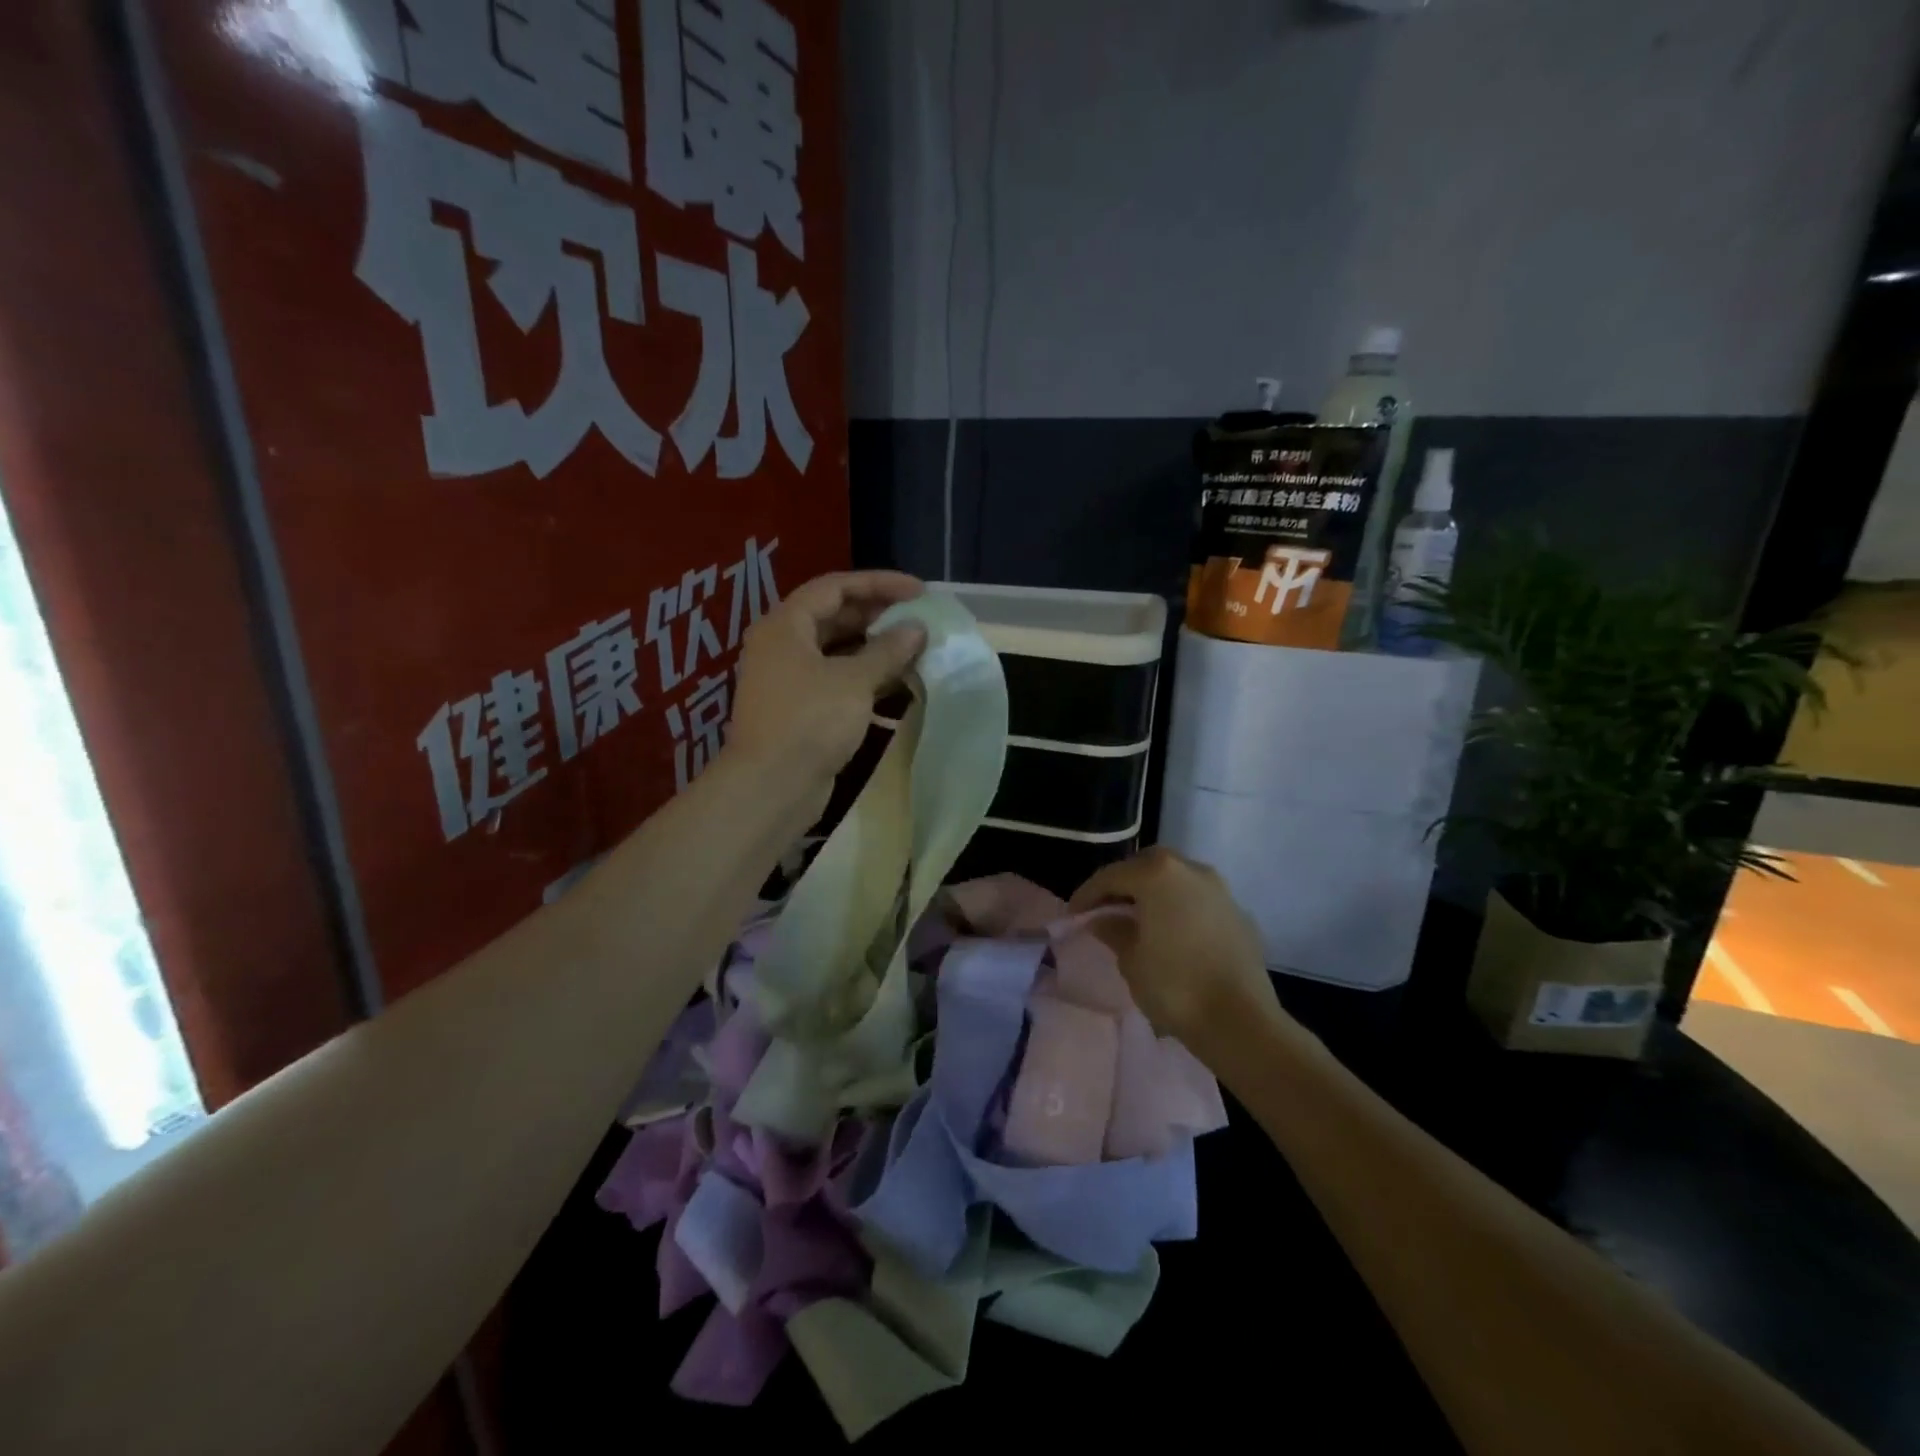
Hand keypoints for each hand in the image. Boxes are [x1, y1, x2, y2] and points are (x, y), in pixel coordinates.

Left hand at [727, 570, 926, 813]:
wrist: (772, 787)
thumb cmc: (810, 721)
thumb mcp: (854, 681)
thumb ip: (888, 650)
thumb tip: (916, 629)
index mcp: (785, 625)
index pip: (835, 587)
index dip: (879, 584)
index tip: (919, 592)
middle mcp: (782, 646)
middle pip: (833, 616)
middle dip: (877, 616)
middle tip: (917, 620)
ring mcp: (788, 679)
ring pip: (836, 651)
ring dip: (873, 649)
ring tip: (913, 651)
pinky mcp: (799, 709)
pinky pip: (835, 680)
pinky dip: (864, 678)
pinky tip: (896, 685)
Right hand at [1069, 846, 1291, 1068]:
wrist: (1241, 1022)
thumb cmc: (1176, 986)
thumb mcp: (1131, 960)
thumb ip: (1114, 931)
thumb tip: (1103, 919)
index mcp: (1158, 875)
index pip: (1112, 876)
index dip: (1087, 894)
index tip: (1073, 915)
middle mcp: (1191, 870)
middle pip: (1147, 866)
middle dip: (1124, 884)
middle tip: (1106, 909)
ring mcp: (1220, 890)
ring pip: (1176, 879)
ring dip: (1155, 893)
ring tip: (1139, 921)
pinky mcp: (1239, 913)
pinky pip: (1198, 900)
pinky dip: (1180, 908)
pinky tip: (1173, 935)